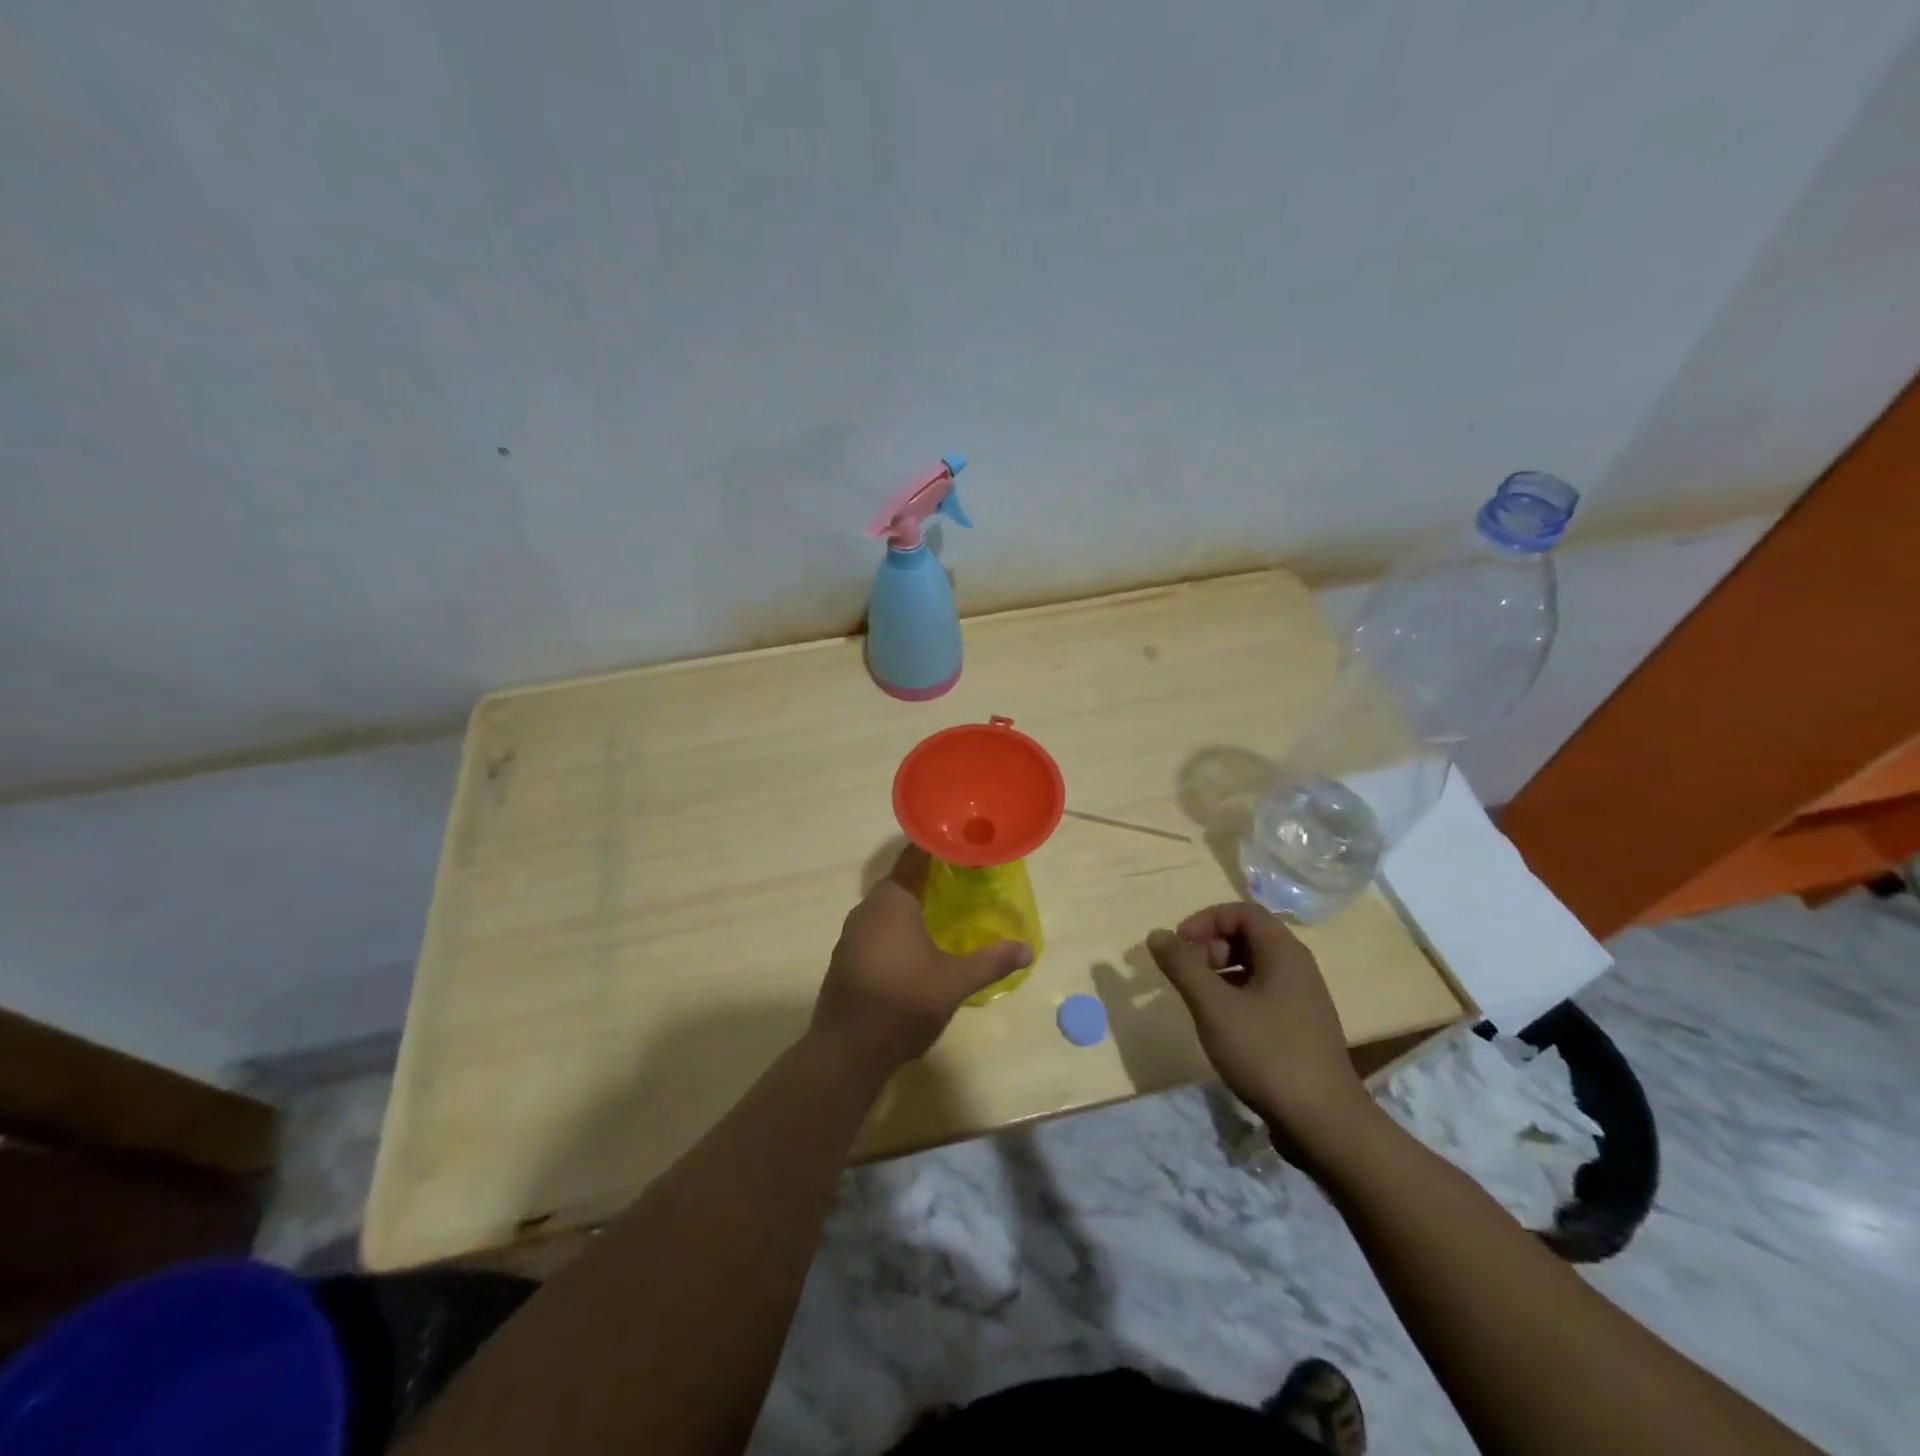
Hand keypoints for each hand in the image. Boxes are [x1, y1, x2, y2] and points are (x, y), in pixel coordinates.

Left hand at [812, 846, 1031, 1071]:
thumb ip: (990, 962)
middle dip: (931, 878)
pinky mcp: (847, 957)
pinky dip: (899, 927)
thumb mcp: (954, 982)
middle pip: (901, 880)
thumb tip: (1026, 949)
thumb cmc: (903, 1003)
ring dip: (913, 905)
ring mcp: (852, 934)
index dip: (938, 847)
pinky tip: (918, 945)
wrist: (847, 1050)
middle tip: (965, 879)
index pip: (914, 856)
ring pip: (888, 907)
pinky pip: (877, 928)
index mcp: (892, 901)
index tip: (963, 844)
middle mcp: (867, 908)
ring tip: (946, 911)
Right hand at [1147, 903, 1376, 1169]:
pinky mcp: (1301, 1028)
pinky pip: (1263, 993)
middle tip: (1187, 973)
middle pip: (1249, 936)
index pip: (1242, 912)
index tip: (1179, 945)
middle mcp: (1298, 968)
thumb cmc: (1266, 1054)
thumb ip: (1182, 966)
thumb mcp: (1213, 1006)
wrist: (1324, 1123)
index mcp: (1284, 953)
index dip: (1205, 920)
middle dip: (1210, 946)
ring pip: (1255, 967)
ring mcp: (1303, 1000)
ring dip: (1220, 972)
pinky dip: (1236, 995)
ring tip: (1198, 999)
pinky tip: (1221, 1025)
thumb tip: (1157, 934)